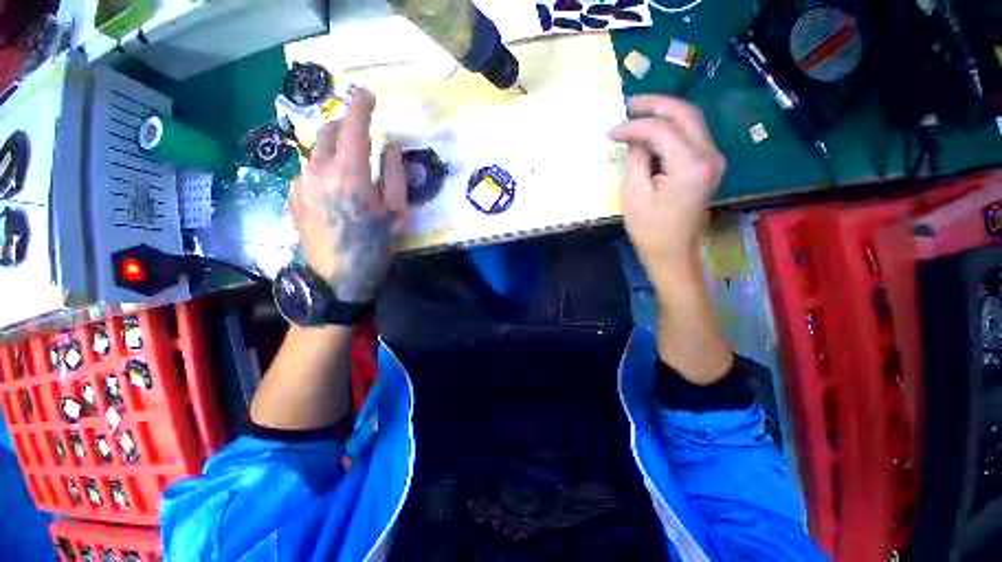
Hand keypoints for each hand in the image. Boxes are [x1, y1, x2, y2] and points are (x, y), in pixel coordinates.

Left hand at [290, 89, 407, 302]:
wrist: (337, 279)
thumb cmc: (375, 246)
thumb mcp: (396, 213)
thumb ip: (395, 175)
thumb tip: (391, 146)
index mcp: (349, 174)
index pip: (353, 126)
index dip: (361, 106)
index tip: (369, 95)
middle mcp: (318, 170)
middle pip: (329, 131)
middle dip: (346, 124)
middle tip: (363, 132)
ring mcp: (301, 182)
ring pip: (316, 150)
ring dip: (335, 146)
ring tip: (351, 163)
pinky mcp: (293, 196)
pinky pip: (308, 169)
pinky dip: (324, 166)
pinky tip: (335, 187)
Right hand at [611, 96, 724, 287]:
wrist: (672, 252)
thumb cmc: (649, 229)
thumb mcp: (634, 193)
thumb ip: (636, 158)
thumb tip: (634, 137)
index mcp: (691, 164)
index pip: (662, 129)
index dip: (634, 126)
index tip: (612, 131)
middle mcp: (710, 155)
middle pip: (685, 113)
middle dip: (655, 105)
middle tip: (629, 104)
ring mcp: (713, 159)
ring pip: (691, 121)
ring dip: (665, 114)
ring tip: (638, 114)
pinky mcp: (708, 166)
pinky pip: (691, 136)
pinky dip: (671, 129)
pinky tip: (652, 132)